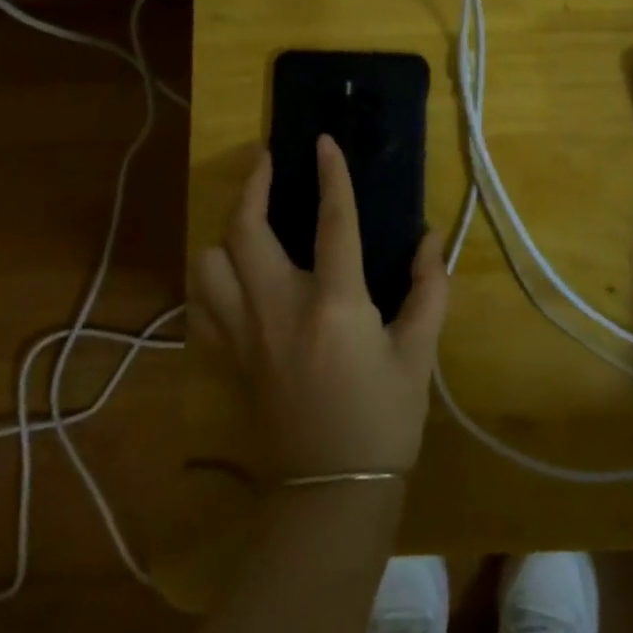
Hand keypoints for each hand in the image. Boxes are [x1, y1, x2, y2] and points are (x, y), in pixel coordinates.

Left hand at [193, 136, 450, 482]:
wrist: (331, 491)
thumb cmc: (382, 421)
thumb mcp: (418, 355)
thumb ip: (428, 290)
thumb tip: (430, 240)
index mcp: (333, 305)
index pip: (332, 222)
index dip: (331, 175)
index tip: (323, 141)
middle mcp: (279, 309)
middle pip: (246, 229)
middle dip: (252, 183)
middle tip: (266, 160)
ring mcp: (244, 335)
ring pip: (210, 263)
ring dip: (226, 231)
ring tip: (250, 221)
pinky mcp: (228, 358)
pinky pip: (202, 304)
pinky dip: (212, 278)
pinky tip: (233, 274)